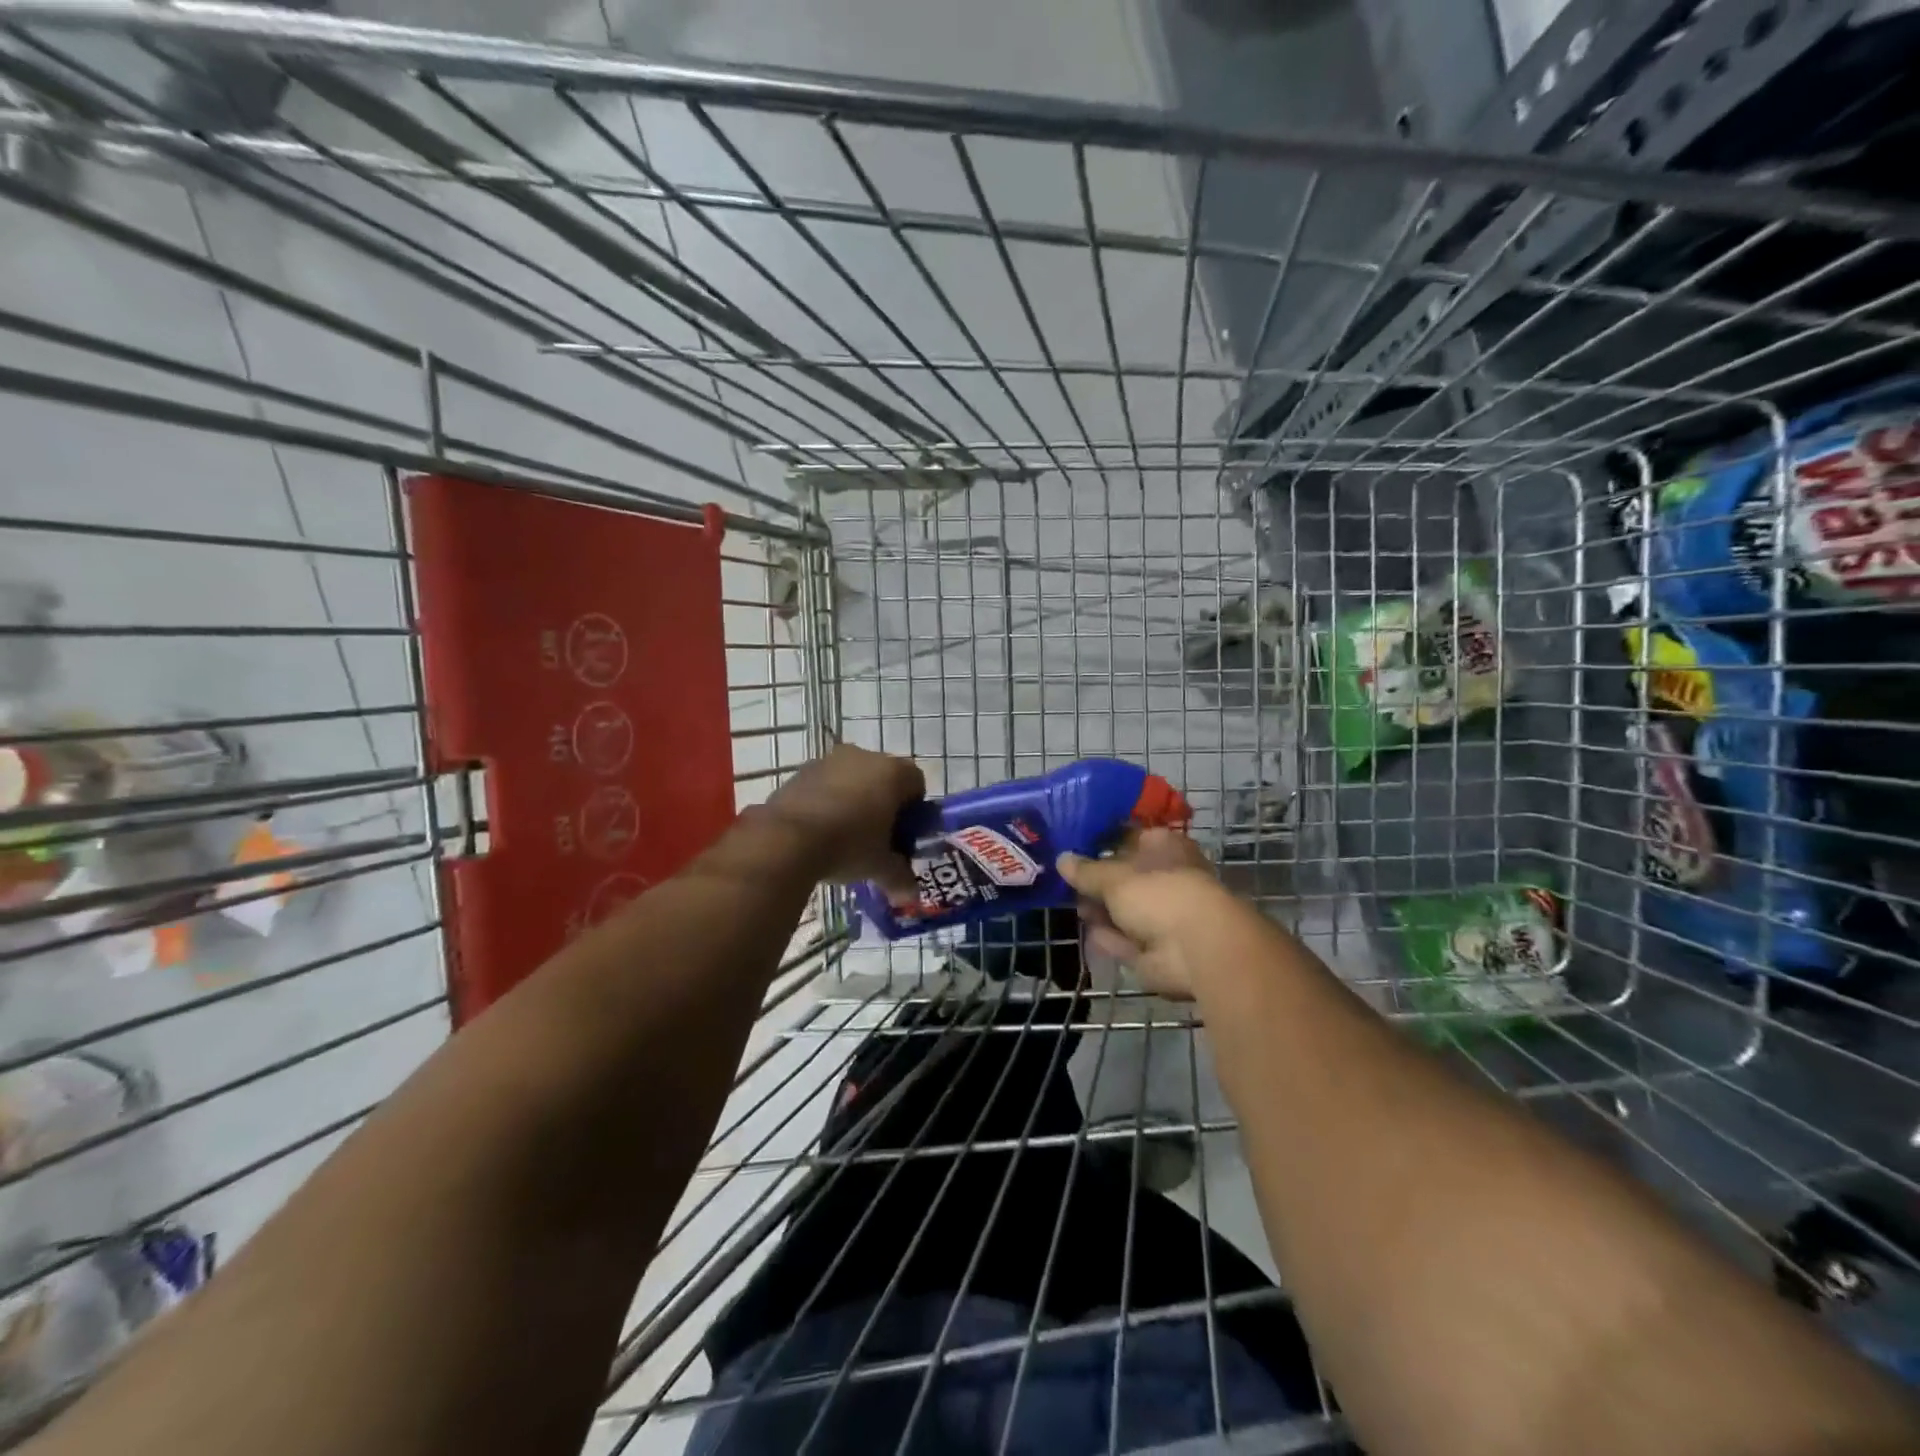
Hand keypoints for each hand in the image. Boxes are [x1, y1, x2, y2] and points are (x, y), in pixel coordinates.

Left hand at [760, 745, 924, 892]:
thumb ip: (899, 878)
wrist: (786, 838)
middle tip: (876, 838)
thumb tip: (911, 899)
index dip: (913, 810)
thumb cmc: (848, 845)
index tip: (902, 835)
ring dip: (853, 801)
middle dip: (882, 805)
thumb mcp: (879, 866)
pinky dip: (826, 802)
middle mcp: (863, 757)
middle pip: (883, 778)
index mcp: (892, 772)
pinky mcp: (800, 772)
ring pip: (851, 779)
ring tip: (843, 836)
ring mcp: (829, 761)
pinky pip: (824, 785)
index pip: (916, 783)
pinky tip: (818, 831)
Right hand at [1058, 829, 1230, 999]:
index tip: (1074, 849)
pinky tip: (1091, 934)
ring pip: (1124, 910)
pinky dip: (1111, 938)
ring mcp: (1164, 915)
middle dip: (1097, 883)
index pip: (1130, 838)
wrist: (1195, 949)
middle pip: (1125, 877)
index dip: (1102, 843)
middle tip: (1068, 884)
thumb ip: (1085, 871)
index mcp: (1164, 848)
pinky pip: (1127, 938)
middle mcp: (1167, 877)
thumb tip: (1061, 859)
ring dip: (1102, 911)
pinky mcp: (1158, 948)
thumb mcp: (1113, 877)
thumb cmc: (1159, 894)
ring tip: (1076, 908)